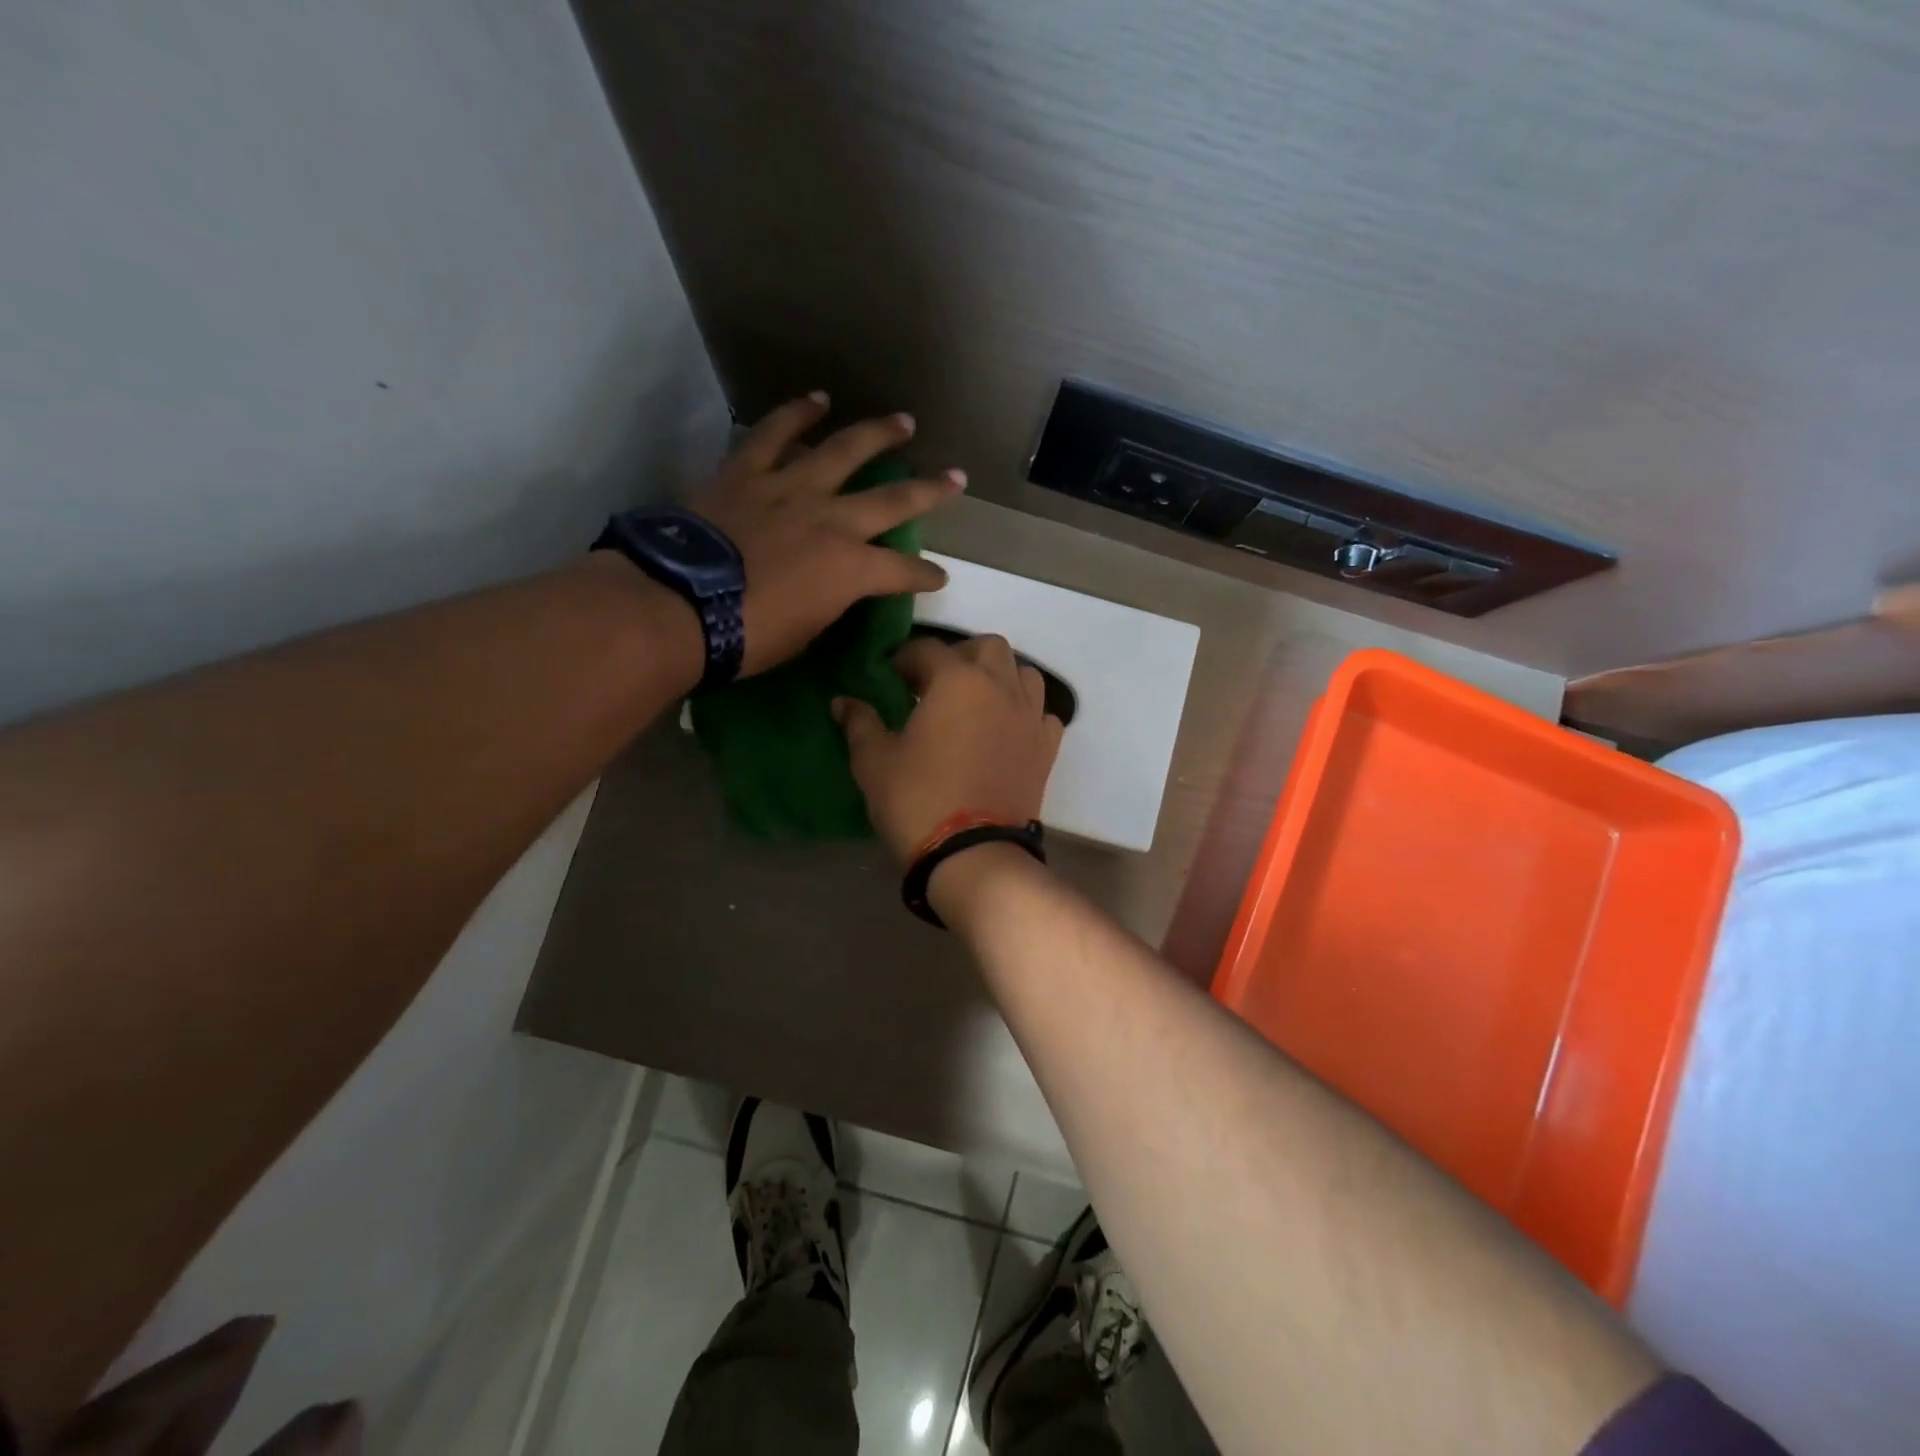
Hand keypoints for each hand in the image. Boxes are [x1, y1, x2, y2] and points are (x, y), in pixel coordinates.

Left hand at [687, 393, 964, 676]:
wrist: (681, 606)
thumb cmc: (748, 636)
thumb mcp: (805, 634)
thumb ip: (827, 604)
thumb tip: (831, 593)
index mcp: (851, 570)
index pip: (903, 573)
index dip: (925, 577)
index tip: (937, 578)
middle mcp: (833, 521)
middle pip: (893, 500)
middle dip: (930, 490)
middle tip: (955, 477)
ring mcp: (791, 490)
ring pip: (844, 450)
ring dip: (878, 434)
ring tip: (902, 422)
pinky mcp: (749, 473)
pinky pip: (776, 435)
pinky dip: (797, 415)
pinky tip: (817, 399)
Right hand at [835, 634, 1064, 861]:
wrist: (973, 854)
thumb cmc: (918, 800)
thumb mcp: (875, 761)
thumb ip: (860, 723)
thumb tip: (843, 702)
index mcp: (957, 681)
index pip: (928, 650)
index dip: (905, 658)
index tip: (890, 676)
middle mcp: (1000, 687)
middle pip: (987, 647)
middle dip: (960, 655)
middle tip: (935, 683)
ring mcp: (1029, 717)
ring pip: (1023, 673)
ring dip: (1000, 676)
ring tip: (975, 700)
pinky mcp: (1046, 748)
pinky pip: (1042, 713)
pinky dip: (1025, 711)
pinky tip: (1006, 729)